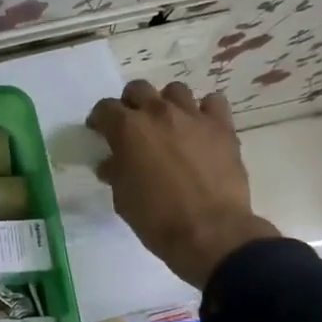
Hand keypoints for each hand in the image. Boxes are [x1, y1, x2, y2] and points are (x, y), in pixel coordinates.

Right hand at [86, 80, 278, 287]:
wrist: (210, 232)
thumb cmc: (156, 219)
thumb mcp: (122, 198)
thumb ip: (115, 172)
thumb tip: (112, 163)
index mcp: (128, 129)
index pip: (105, 109)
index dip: (99, 119)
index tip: (99, 132)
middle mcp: (158, 113)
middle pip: (138, 89)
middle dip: (130, 104)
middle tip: (132, 126)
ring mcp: (193, 116)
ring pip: (175, 91)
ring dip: (166, 104)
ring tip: (168, 125)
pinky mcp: (222, 127)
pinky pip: (212, 103)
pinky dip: (204, 111)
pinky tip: (200, 128)